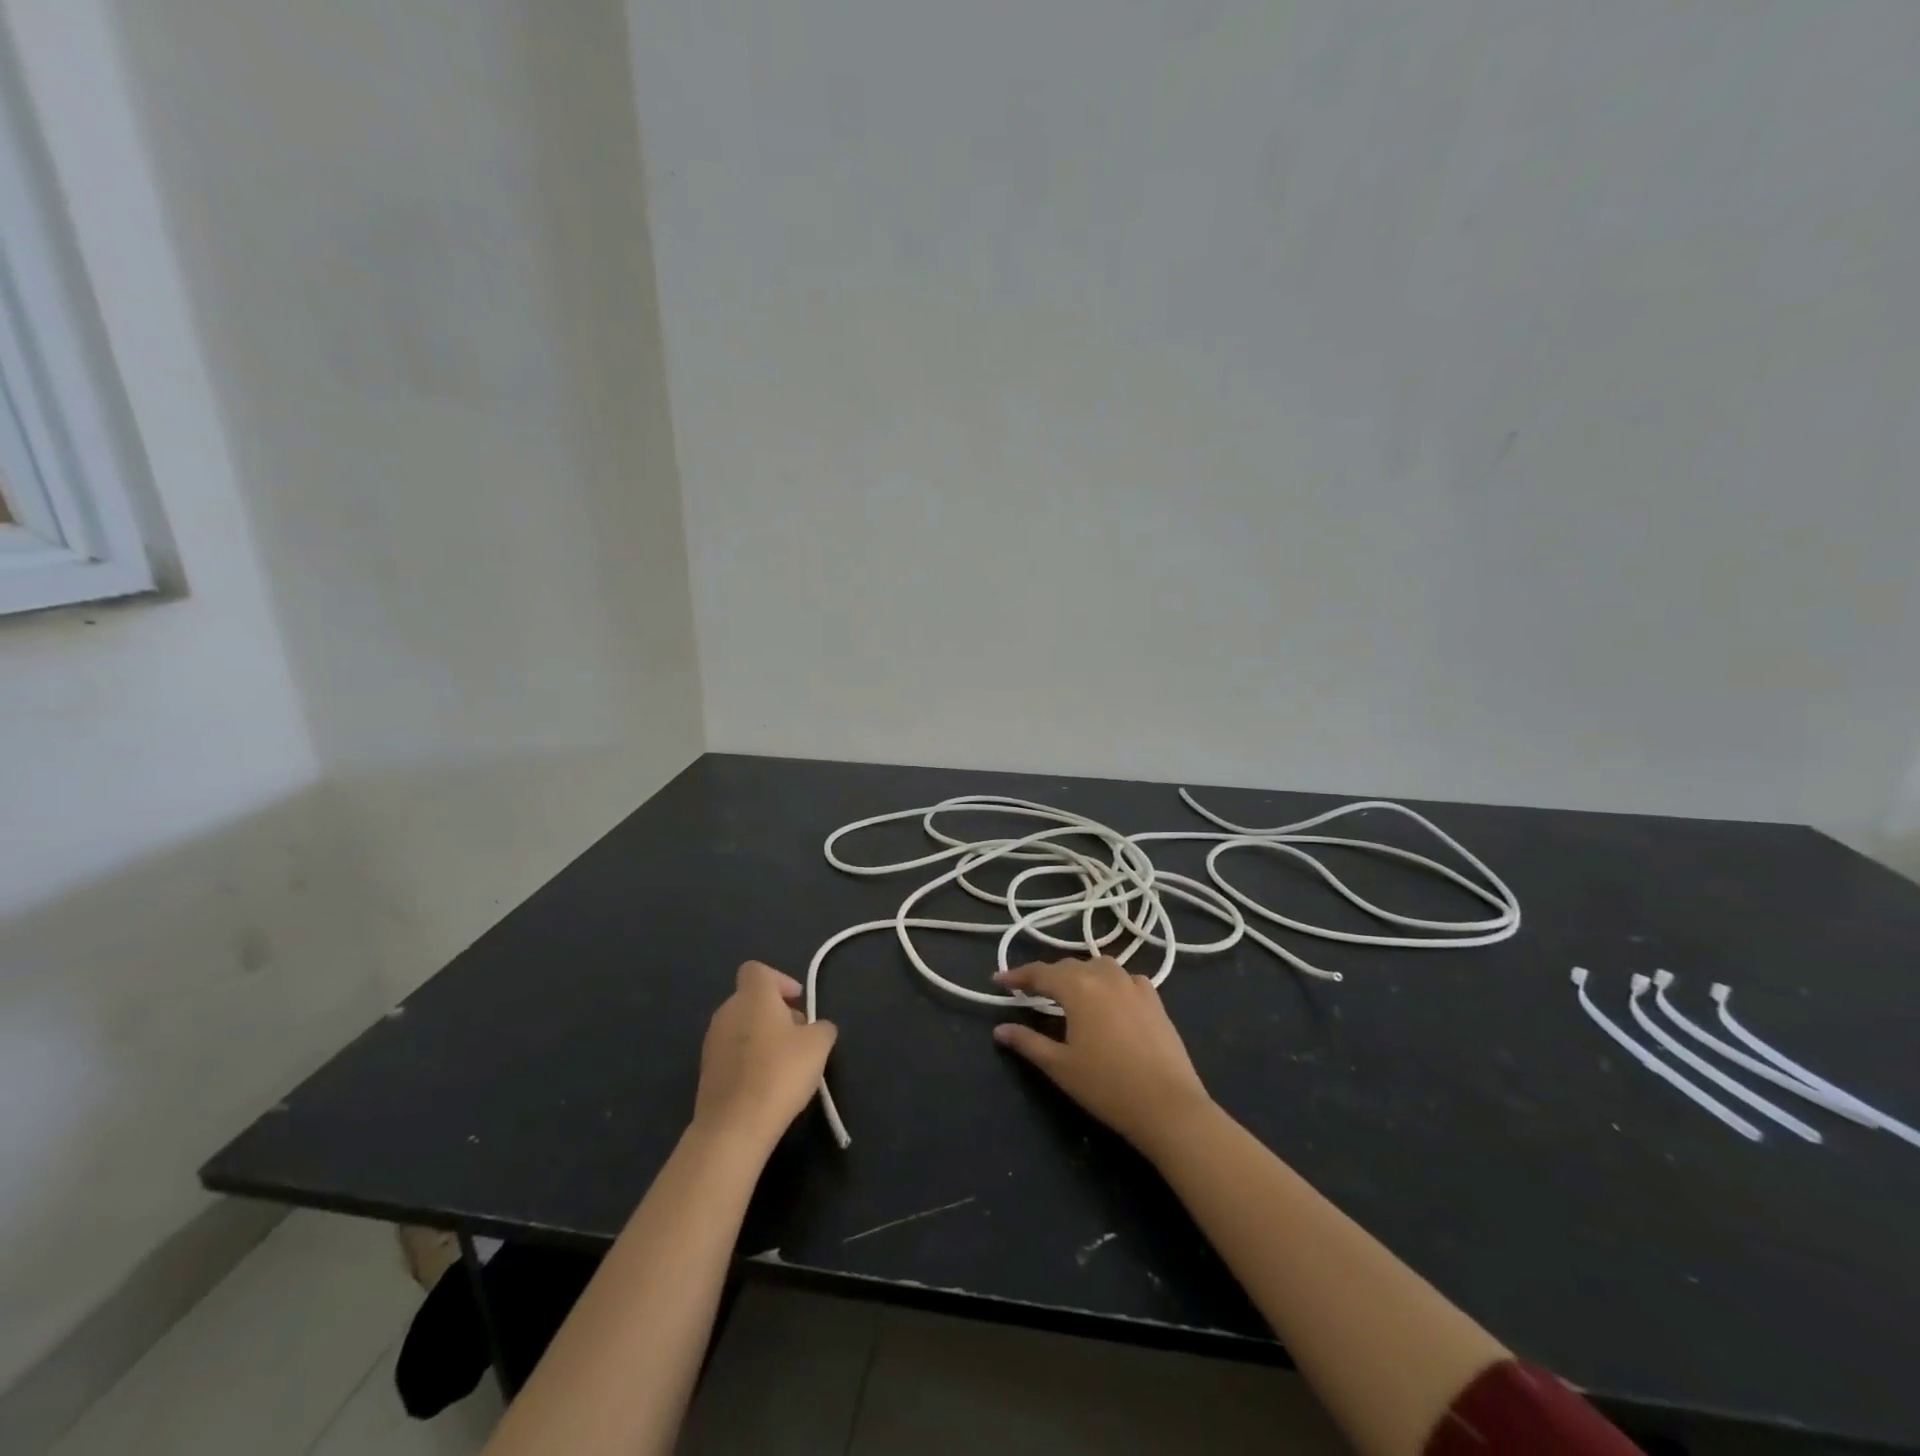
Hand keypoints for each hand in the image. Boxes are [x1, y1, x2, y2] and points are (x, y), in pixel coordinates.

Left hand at [691, 962, 837, 1154]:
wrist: (734, 1126)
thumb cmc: (779, 1072)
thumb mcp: (819, 1045)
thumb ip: (822, 1027)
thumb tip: (816, 1028)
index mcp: (752, 996)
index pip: (757, 970)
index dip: (780, 980)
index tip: (797, 1002)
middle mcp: (726, 1012)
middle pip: (751, 999)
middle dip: (776, 1012)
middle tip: (799, 1036)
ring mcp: (712, 1043)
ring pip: (741, 1027)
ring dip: (762, 1037)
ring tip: (785, 1064)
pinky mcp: (706, 1072)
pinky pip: (732, 1053)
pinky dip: (749, 1060)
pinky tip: (766, 1084)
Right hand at [991, 957, 1214, 1156]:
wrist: (1168, 1105)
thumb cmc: (1107, 1086)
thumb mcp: (1060, 1066)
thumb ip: (1028, 1042)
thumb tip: (1000, 1030)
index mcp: (1078, 988)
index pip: (1041, 973)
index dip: (1018, 975)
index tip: (999, 980)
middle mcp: (1105, 976)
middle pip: (1069, 966)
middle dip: (1047, 975)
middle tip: (1030, 990)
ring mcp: (1134, 985)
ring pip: (1100, 966)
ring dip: (1080, 974)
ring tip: (1069, 991)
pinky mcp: (1155, 999)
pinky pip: (1126, 978)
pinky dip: (1110, 982)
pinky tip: (1110, 999)